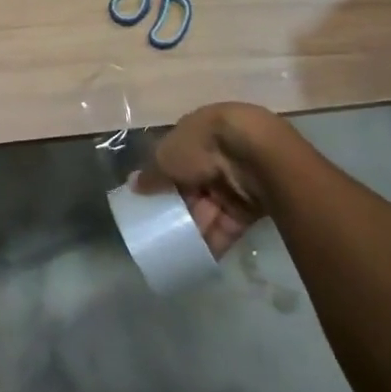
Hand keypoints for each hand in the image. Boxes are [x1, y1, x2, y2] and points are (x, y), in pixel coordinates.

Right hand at [135, 102, 276, 257]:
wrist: (256, 154)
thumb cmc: (203, 145)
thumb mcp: (167, 157)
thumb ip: (151, 174)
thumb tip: (133, 184)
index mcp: (195, 134)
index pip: (175, 158)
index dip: (161, 177)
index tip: (148, 198)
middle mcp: (216, 155)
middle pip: (192, 185)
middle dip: (177, 207)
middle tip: (159, 228)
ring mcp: (235, 179)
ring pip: (209, 207)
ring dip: (193, 227)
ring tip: (173, 249)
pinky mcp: (252, 205)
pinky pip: (227, 224)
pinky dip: (213, 240)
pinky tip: (196, 258)